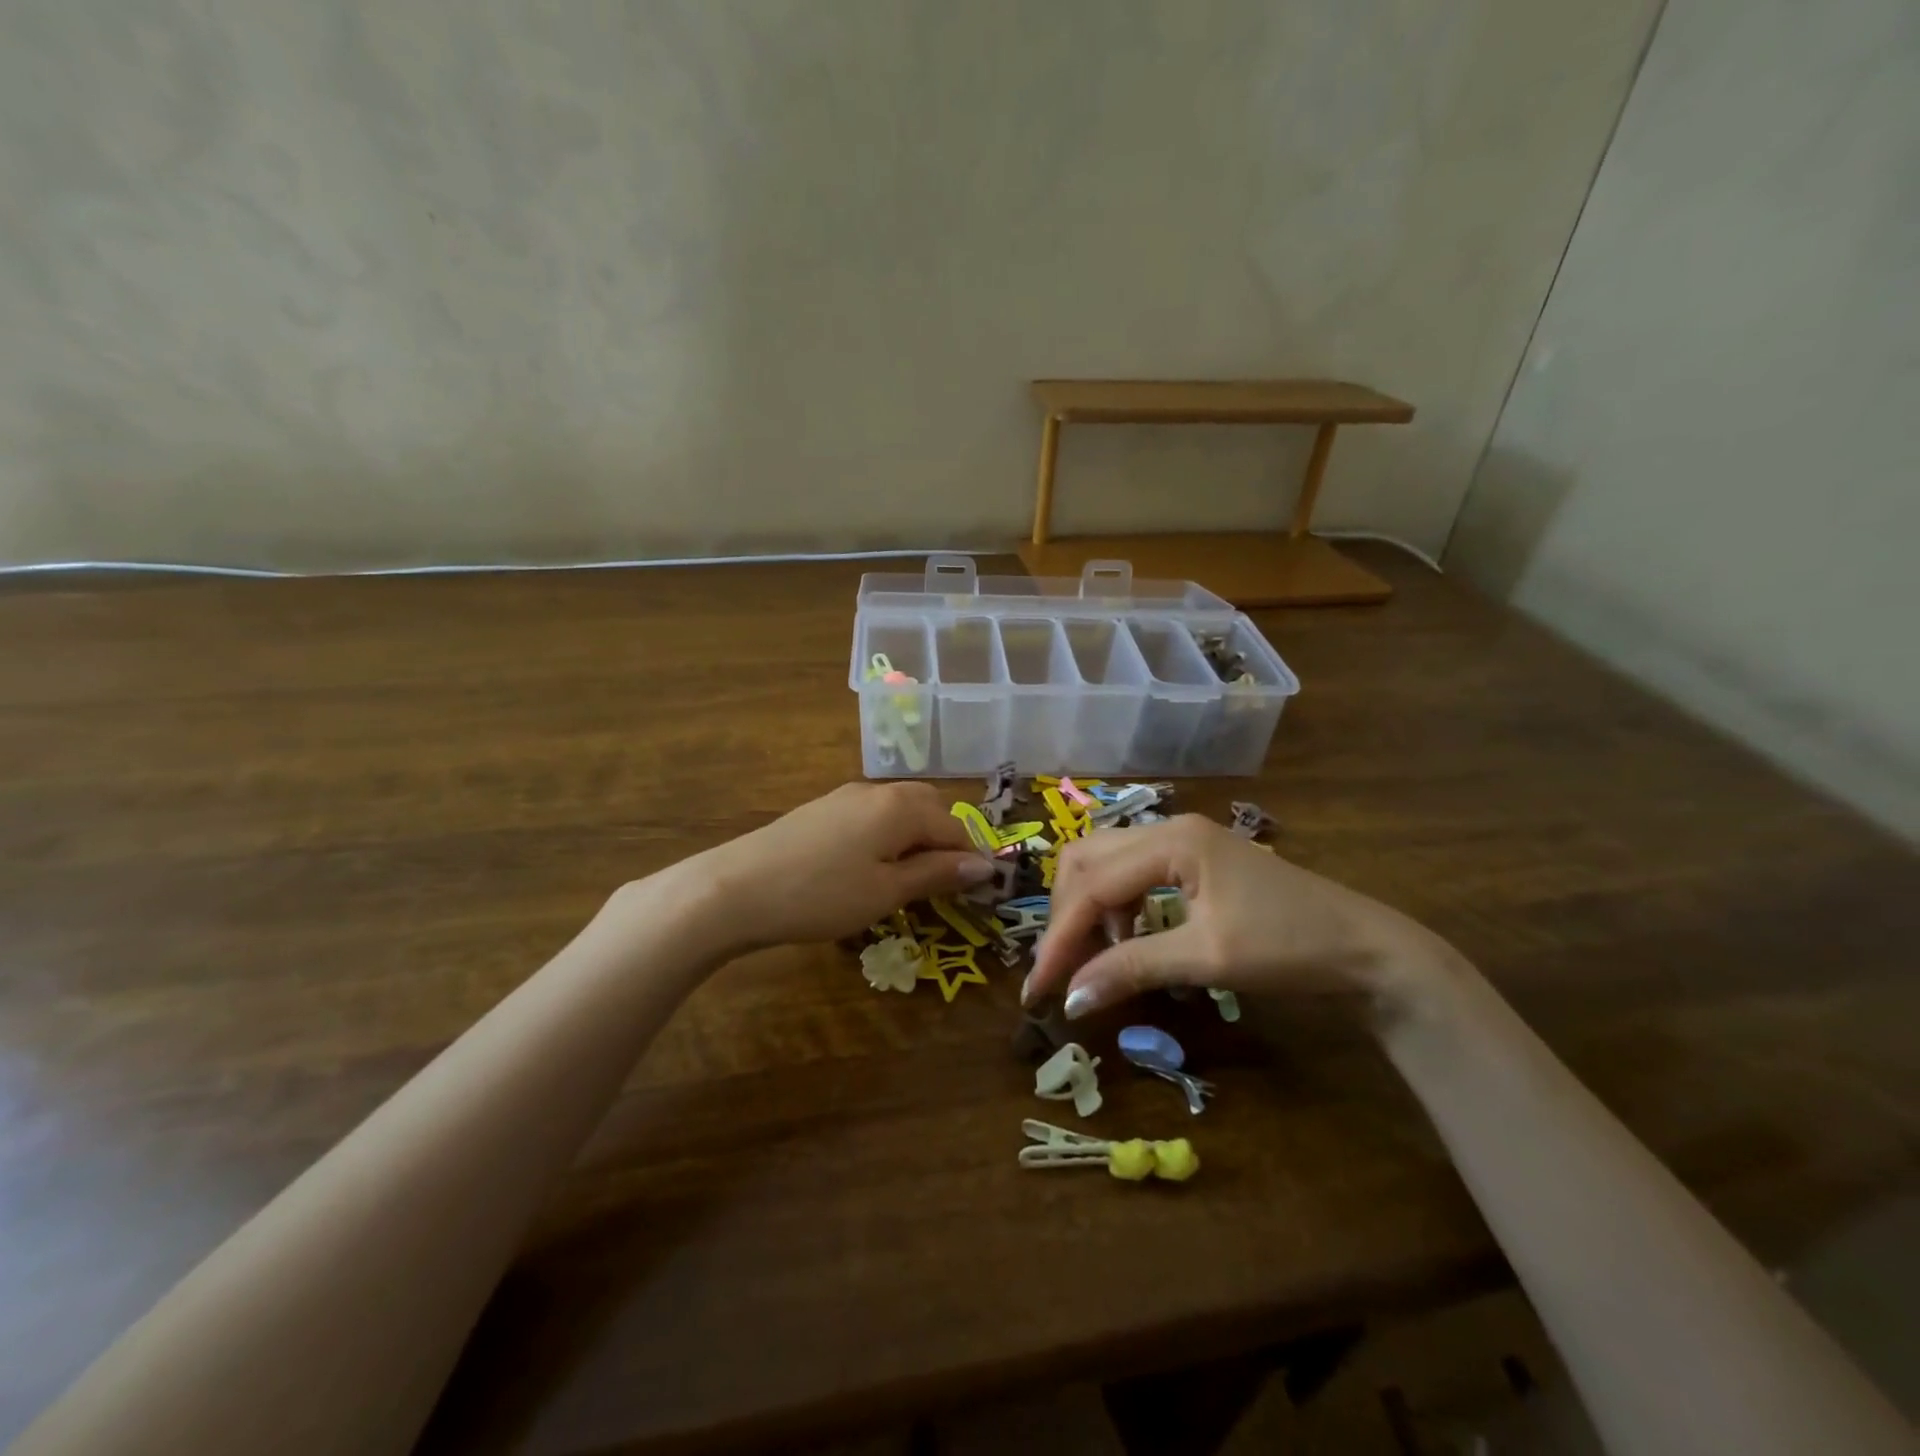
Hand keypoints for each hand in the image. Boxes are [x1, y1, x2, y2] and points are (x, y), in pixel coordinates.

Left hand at [680, 782, 994, 955]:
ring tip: (909, 878)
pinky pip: (872, 815)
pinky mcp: (822, 808)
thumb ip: (936, 874)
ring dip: (915, 837)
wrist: (735, 888)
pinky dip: (887, 836)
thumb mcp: (886, 891)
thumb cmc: (822, 894)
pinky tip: (870, 866)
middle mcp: (878, 791)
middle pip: (930, 808)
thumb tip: (984, 866)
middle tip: (944, 883)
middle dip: (944, 841)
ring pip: (900, 809)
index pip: (955, 828)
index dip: (971, 859)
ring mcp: (846, 796)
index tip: (979, 892)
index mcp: (902, 807)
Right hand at [1023, 815, 1455, 1019]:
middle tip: (1061, 968)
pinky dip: (1117, 906)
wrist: (1366, 949)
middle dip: (1066, 913)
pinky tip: (1129, 939)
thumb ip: (1132, 969)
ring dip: (1089, 907)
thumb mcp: (1207, 959)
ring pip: (1106, 862)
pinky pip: (1132, 873)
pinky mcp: (1194, 859)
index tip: (1038, 990)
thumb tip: (1070, 1001)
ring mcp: (1182, 840)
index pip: (1093, 887)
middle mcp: (1168, 828)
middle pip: (1087, 859)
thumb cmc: (1289, 947)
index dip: (1060, 939)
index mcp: (1171, 841)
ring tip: (1091, 957)